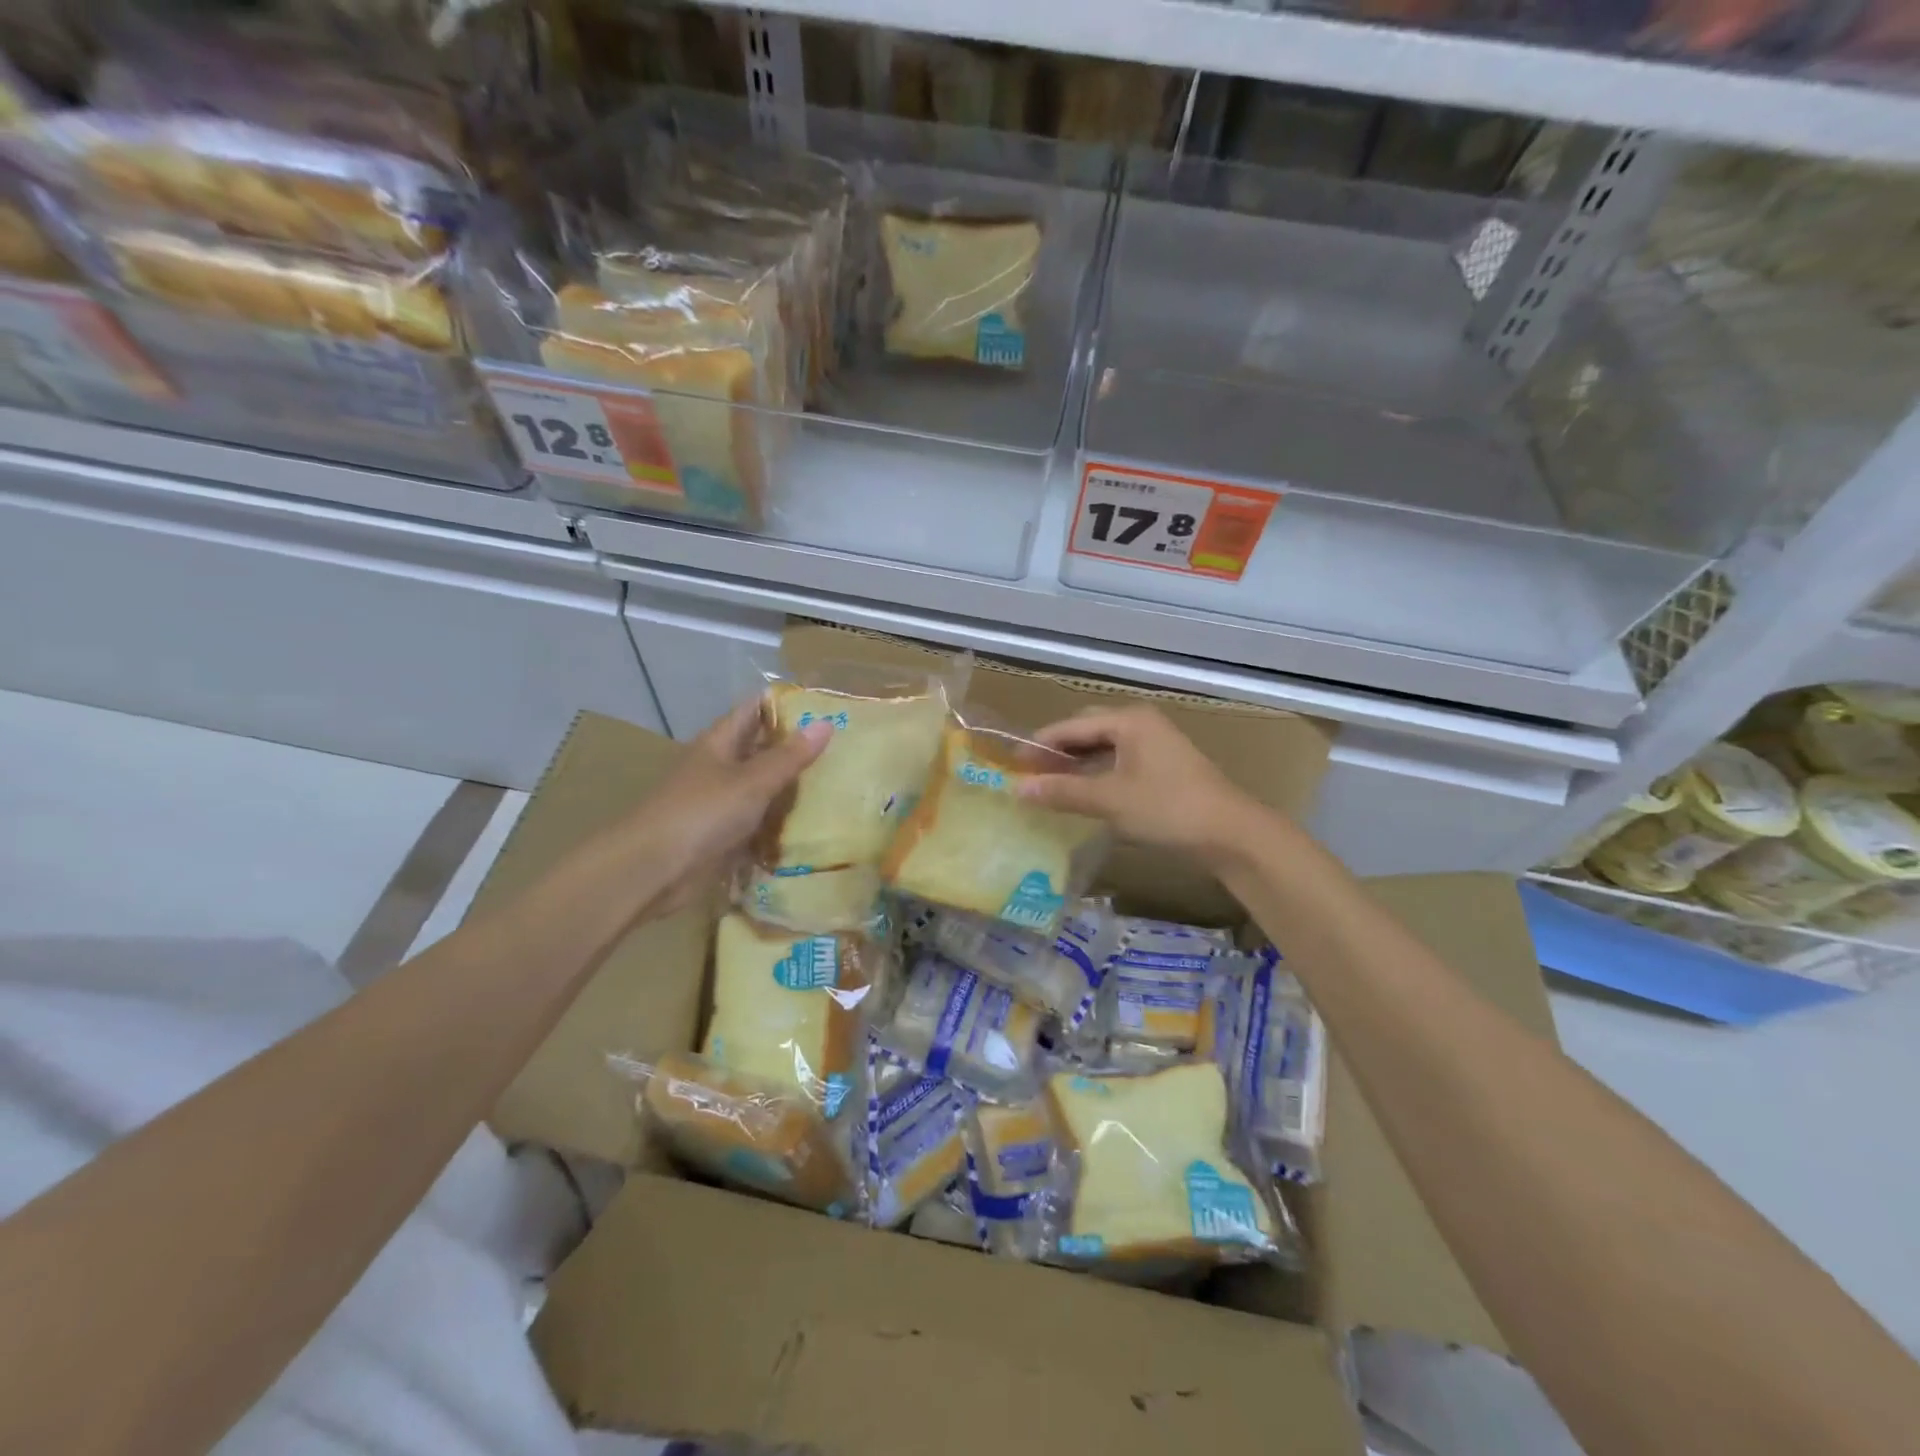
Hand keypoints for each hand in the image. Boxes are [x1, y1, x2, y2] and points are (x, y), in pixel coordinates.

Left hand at [631, 701, 831, 916]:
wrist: (652, 870)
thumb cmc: (701, 814)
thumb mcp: (752, 781)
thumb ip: (790, 756)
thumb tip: (827, 723)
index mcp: (720, 742)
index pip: (755, 710)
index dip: (787, 705)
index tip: (827, 707)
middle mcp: (719, 767)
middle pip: (761, 749)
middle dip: (797, 748)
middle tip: (843, 749)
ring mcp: (720, 802)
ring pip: (763, 787)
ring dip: (792, 788)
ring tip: (839, 784)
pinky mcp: (723, 835)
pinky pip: (758, 822)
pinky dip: (780, 823)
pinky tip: (812, 825)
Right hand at [1016, 706, 1266, 862]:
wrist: (1231, 834)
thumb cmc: (1168, 808)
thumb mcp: (1110, 800)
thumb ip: (1062, 791)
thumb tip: (1018, 788)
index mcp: (1128, 720)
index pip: (1071, 726)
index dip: (1039, 745)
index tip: (1012, 763)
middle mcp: (1141, 724)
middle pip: (1087, 731)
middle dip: (1057, 752)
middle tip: (1029, 774)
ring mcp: (1156, 745)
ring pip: (1104, 748)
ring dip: (1077, 765)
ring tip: (1050, 785)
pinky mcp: (1164, 767)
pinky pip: (1119, 763)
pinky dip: (1097, 775)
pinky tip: (1084, 794)